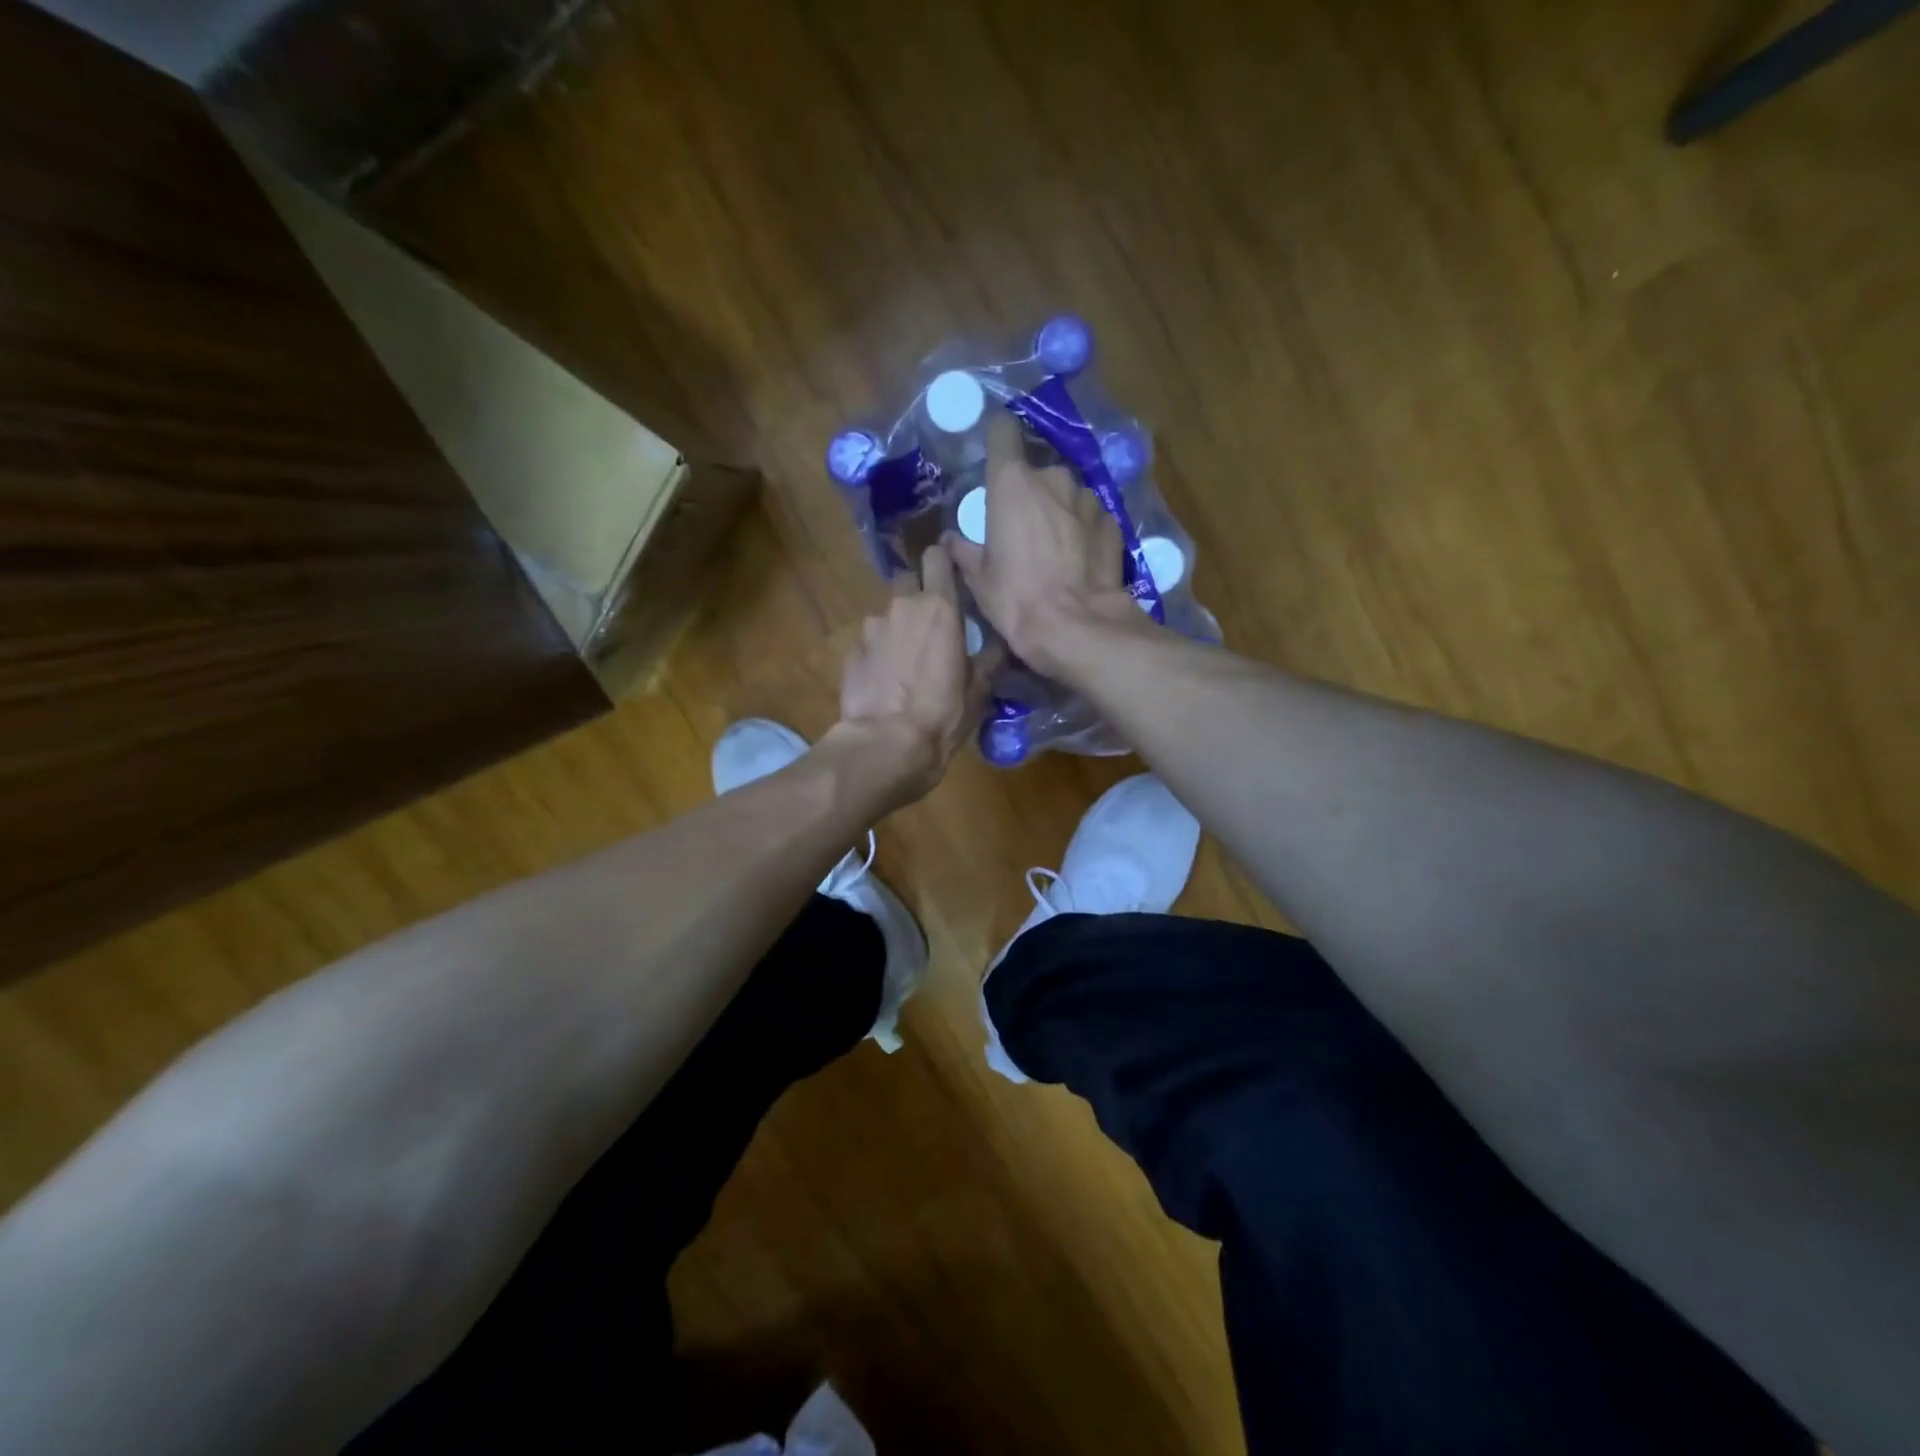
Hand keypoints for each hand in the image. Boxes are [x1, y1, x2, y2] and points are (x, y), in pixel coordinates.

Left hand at [828, 542, 996, 802]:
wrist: (885, 745)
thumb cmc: (942, 715)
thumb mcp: (979, 690)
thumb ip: (989, 657)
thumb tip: (1000, 642)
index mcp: (940, 607)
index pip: (938, 556)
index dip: (944, 562)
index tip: (952, 577)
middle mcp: (902, 606)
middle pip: (908, 581)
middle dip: (918, 596)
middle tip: (932, 626)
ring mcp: (871, 628)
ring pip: (888, 615)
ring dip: (898, 628)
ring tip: (907, 662)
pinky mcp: (851, 652)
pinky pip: (870, 642)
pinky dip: (879, 653)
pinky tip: (886, 681)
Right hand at [943, 414, 1139, 676]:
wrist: (1076, 627)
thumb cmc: (1016, 598)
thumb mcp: (979, 579)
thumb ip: (964, 551)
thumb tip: (950, 540)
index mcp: (1012, 483)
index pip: (1002, 432)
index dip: (997, 438)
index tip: (994, 451)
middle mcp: (1053, 479)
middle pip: (1037, 472)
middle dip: (1031, 493)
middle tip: (1022, 526)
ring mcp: (1088, 499)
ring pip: (1067, 495)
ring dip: (1059, 511)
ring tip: (1054, 546)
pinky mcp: (1113, 524)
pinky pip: (1091, 518)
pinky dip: (1083, 531)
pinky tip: (1079, 559)